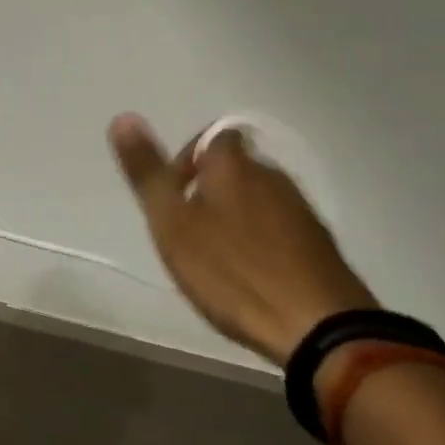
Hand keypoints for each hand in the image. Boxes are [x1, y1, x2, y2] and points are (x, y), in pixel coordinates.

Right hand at [108, 113, 376, 364]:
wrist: (319, 327)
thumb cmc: (232, 271)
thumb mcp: (172, 223)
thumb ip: (147, 172)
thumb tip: (123, 117)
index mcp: (232, 164)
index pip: (211, 137)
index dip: (187, 159)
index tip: (173, 196)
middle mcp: (271, 175)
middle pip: (236, 168)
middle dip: (210, 190)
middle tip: (188, 231)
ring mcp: (301, 210)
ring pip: (259, 199)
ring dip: (236, 217)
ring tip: (217, 258)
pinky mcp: (321, 245)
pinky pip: (281, 229)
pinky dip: (262, 241)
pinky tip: (252, 275)